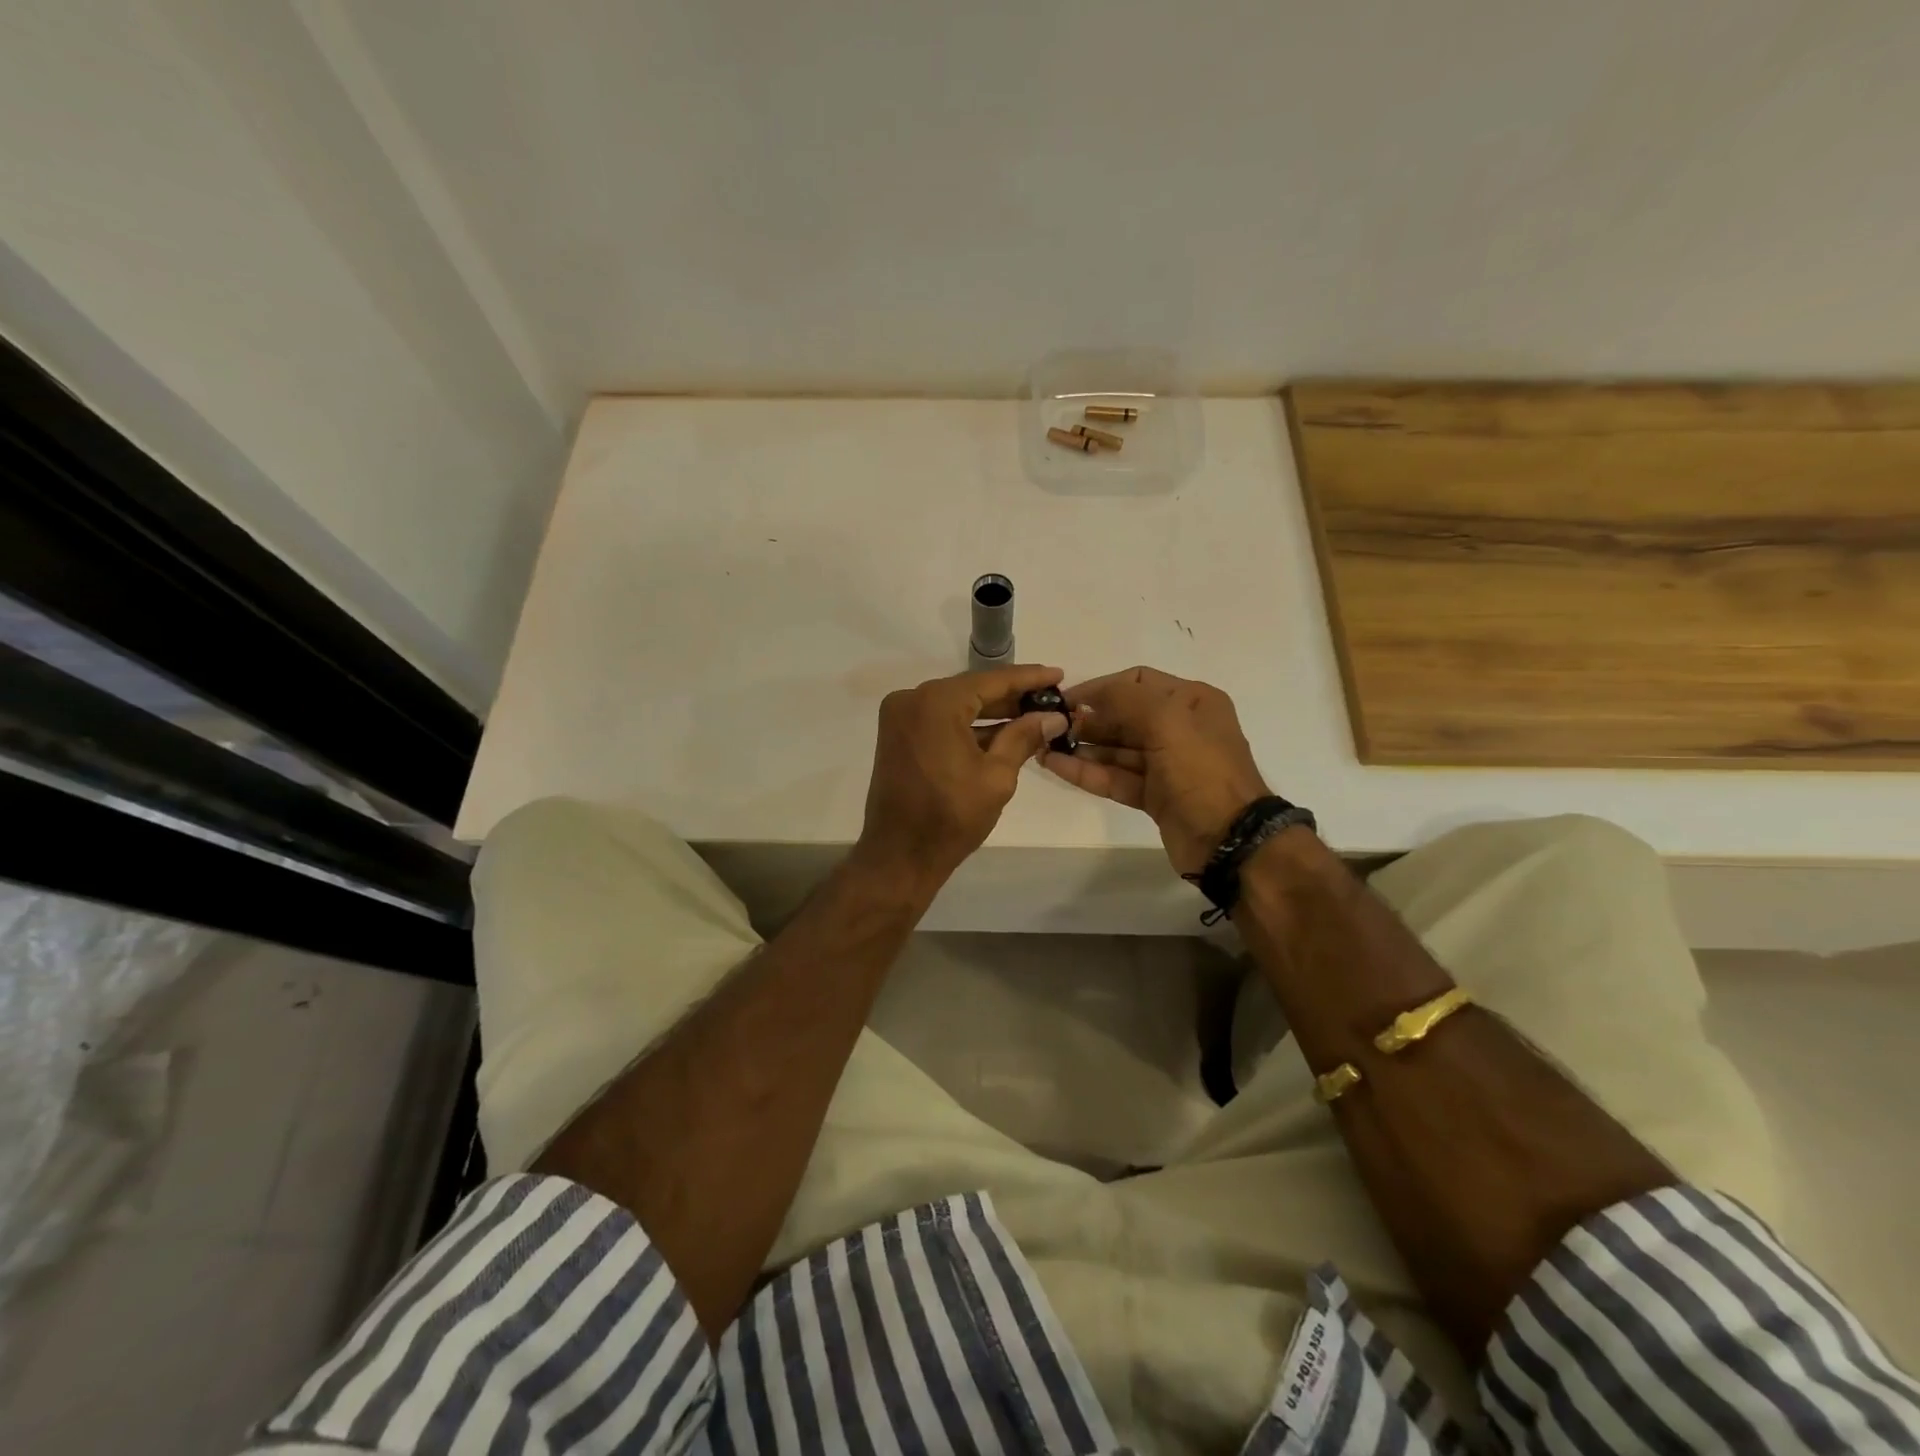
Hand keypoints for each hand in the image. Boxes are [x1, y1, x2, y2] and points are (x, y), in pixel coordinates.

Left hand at [856, 664, 1070, 888]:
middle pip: (972, 690)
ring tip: (1033, 715)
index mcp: (936, 703)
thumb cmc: (951, 816)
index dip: (1028, 678)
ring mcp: (900, 717)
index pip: (991, 681)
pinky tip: (1002, 732)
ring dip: (991, 712)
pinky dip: (968, 726)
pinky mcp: (898, 735)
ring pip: (956, 705)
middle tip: (1050, 698)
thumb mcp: (996, 776)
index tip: (1058, 674)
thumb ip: (1024, 737)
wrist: (899, 855)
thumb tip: (1054, 717)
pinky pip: (940, 720)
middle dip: (1011, 696)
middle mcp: (912, 699)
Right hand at [1042, 666, 1270, 874]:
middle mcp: (1180, 727)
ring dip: (1082, 746)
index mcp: (1191, 701)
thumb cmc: (1201, 771)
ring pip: (1116, 748)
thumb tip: (1087, 698)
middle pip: (1124, 715)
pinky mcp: (1153, 795)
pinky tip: (1056, 766)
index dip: (1101, 687)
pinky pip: (1114, 776)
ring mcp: (1166, 764)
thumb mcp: (1167, 721)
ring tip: (1044, 746)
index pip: (1138, 681)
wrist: (1229, 840)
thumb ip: (1124, 699)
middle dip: (1088, 719)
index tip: (1065, 699)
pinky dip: (1087, 771)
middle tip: (1050, 726)